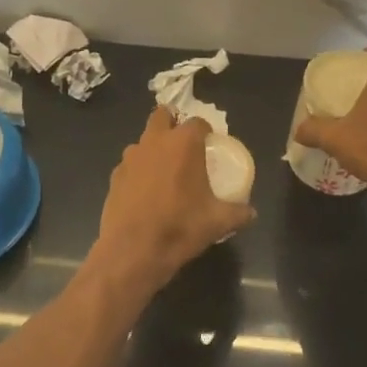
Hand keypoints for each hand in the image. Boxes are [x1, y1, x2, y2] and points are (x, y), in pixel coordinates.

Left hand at [93, 106, 255, 291]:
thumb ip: (238, 213)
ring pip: (143, 140)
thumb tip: (251, 213)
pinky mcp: (115, 175)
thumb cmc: (180, 227)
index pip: (198, 122)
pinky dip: (139, 171)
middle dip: (172, 123)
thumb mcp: (218, 222)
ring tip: (164, 172)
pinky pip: (130, 165)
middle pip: (162, 115)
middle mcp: (155, 141)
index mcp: (183, 143)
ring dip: (154, 148)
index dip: (205, 131)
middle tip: (183, 146)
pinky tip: (146, 193)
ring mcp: (131, 157)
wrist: (133, 251)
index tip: (210, 145)